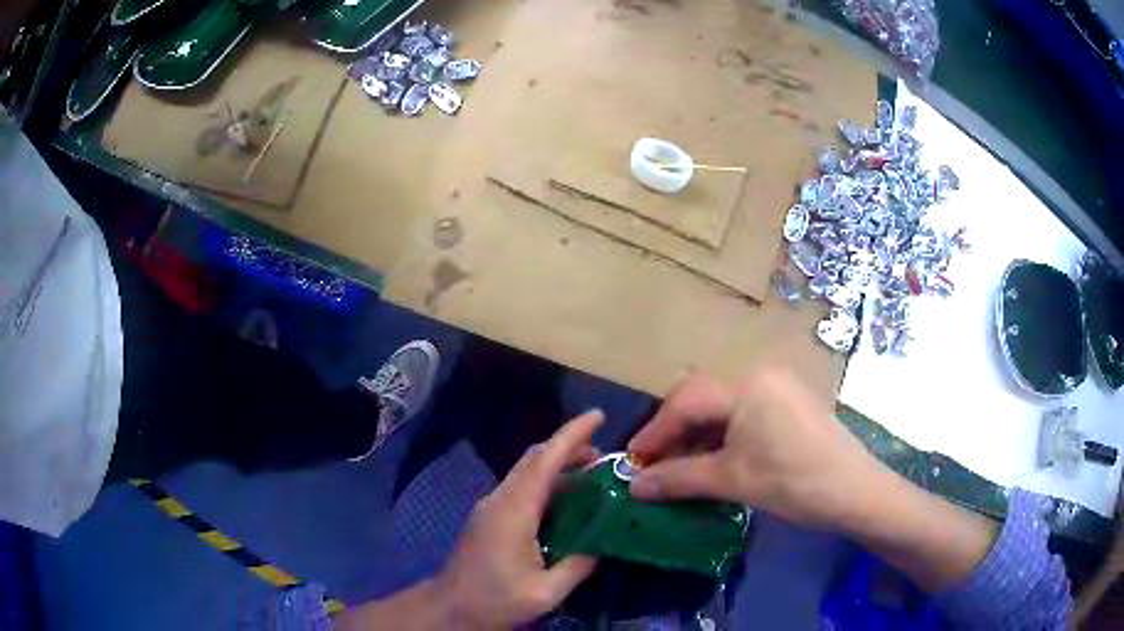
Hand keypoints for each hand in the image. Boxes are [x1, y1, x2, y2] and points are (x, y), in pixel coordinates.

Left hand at [435, 410, 603, 629]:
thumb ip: (577, 566)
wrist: (451, 607)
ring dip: (558, 464)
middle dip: (569, 446)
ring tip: (593, 474)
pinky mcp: (490, 516)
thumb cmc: (495, 600)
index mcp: (514, 511)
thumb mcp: (545, 592)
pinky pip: (521, 487)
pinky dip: (547, 482)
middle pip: (534, 459)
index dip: (572, 435)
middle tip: (605, 454)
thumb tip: (604, 542)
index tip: (598, 416)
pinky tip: (567, 500)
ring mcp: (491, 506)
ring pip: (527, 471)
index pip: (545, 461)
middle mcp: (500, 499)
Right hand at [627, 369, 887, 529]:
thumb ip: (678, 480)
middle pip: (702, 397)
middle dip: (674, 431)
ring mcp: (779, 387)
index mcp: (747, 385)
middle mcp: (761, 374)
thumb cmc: (793, 483)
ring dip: (698, 435)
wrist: (855, 491)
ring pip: (722, 405)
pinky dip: (723, 434)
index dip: (655, 431)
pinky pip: (744, 411)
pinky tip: (716, 460)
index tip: (633, 461)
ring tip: (682, 467)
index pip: (686, 401)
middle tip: (656, 465)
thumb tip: (633, 487)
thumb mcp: (732, 481)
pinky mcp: (790, 402)